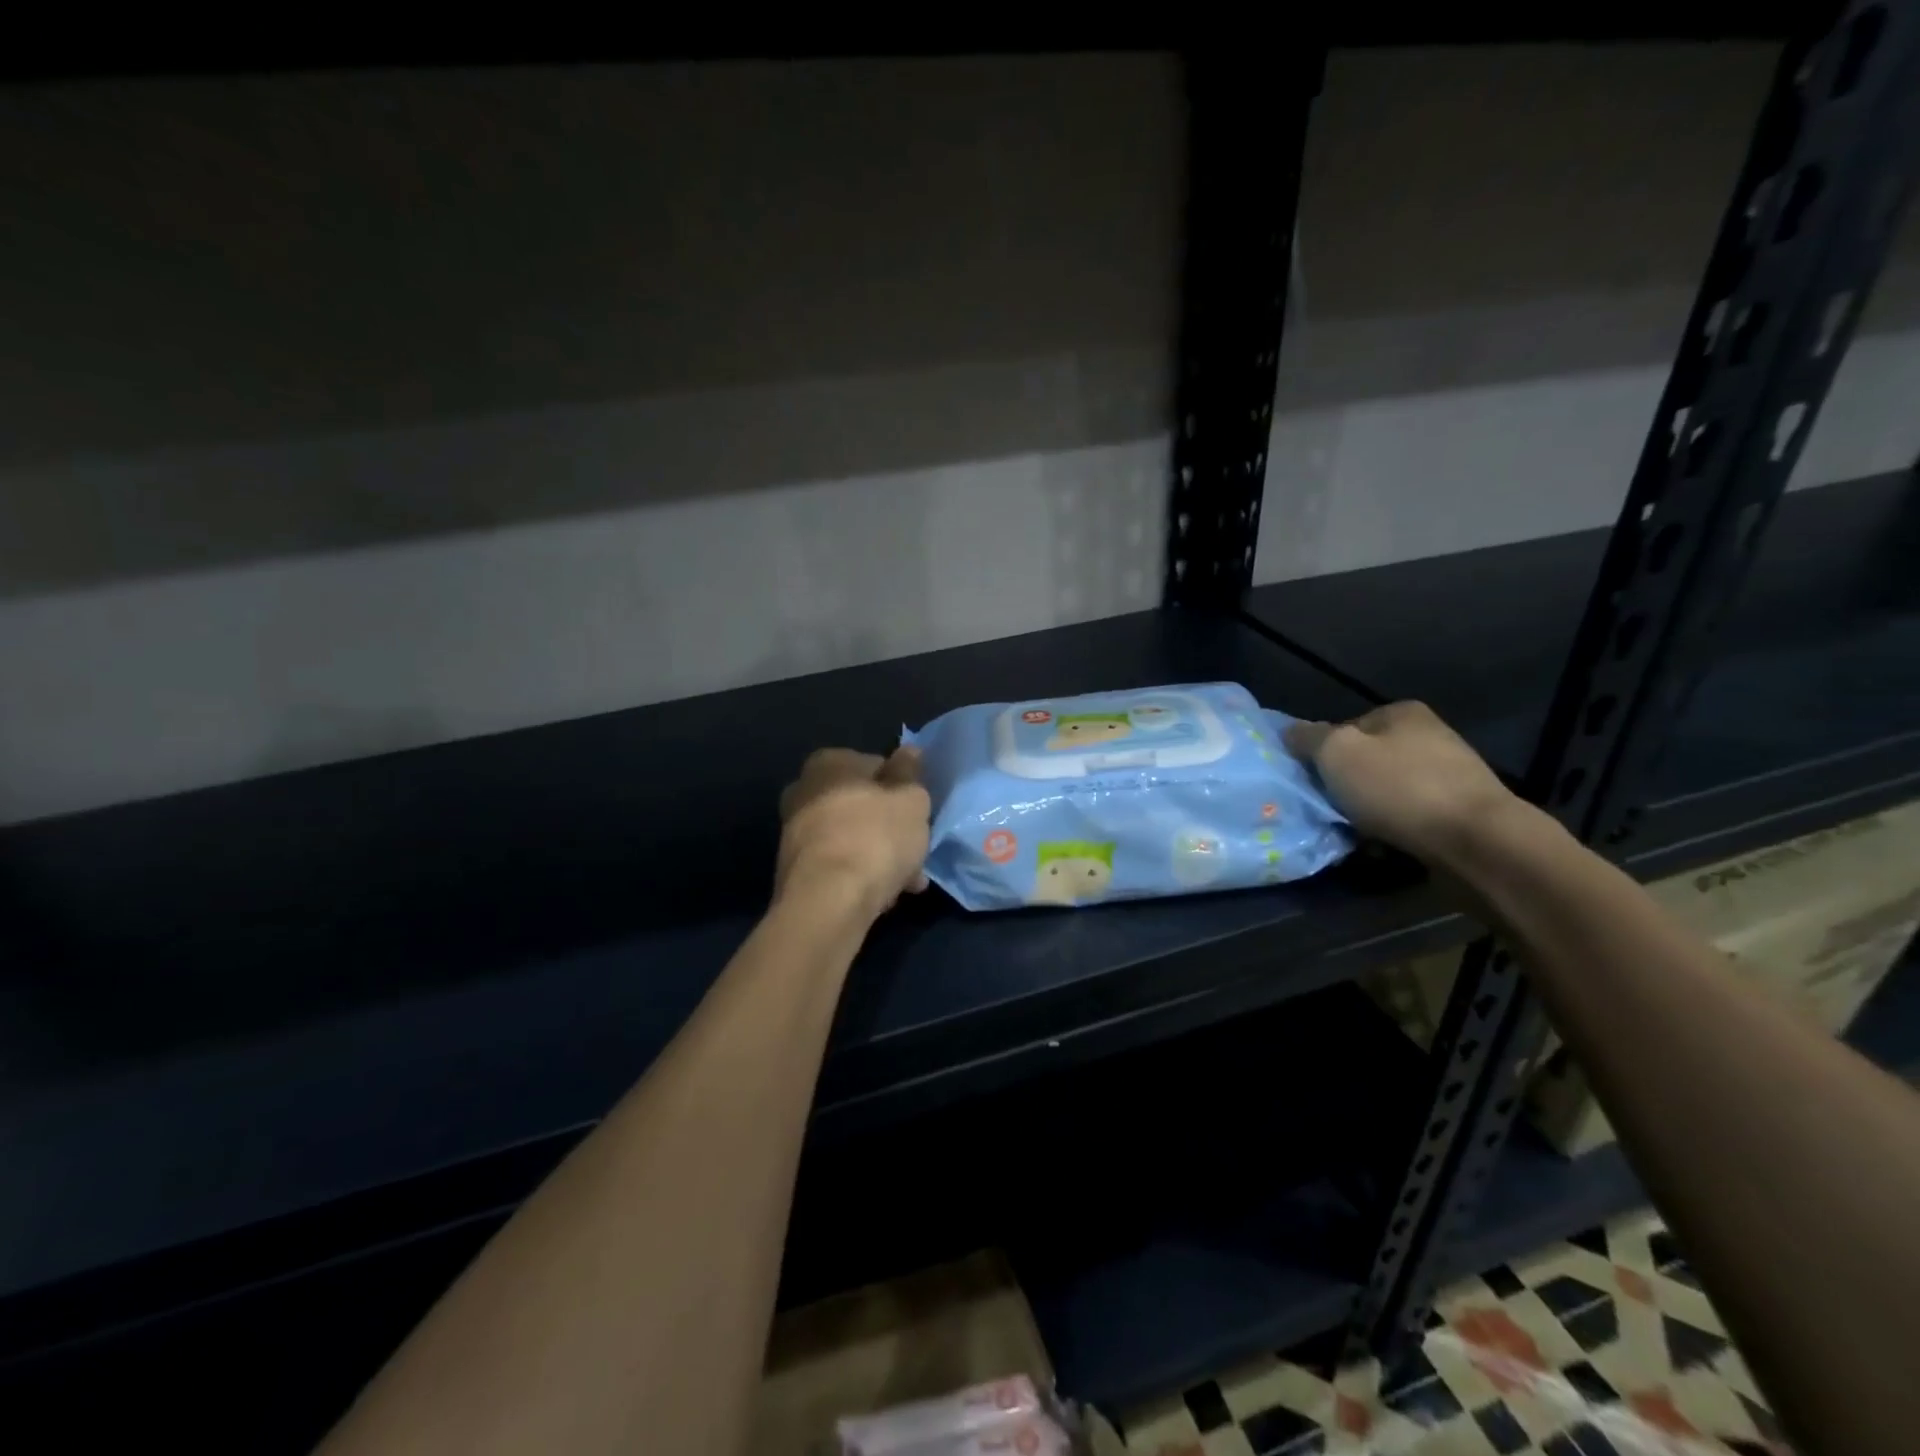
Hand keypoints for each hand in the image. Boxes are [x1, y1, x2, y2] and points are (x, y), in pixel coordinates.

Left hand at [776, 746, 931, 917]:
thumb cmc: (875, 837)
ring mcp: (795, 833)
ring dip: (880, 856)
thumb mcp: (911, 799)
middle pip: (861, 805)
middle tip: (916, 850)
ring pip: (852, 838)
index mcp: (828, 763)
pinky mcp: (795, 870)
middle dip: (891, 828)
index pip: (875, 765)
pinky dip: (860, 875)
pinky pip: (839, 866)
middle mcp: (803, 791)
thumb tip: (908, 751)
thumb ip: (910, 774)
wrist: (827, 901)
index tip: (919, 813)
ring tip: (907, 882)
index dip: (902, 789)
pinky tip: (883, 896)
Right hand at [1284, 701, 1521, 866]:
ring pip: (1386, 792)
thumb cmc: (1400, 788)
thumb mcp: (1337, 753)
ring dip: (1367, 812)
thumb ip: (1308, 738)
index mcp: (1401, 712)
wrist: (1478, 842)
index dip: (1322, 755)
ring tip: (1356, 834)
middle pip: (1365, 761)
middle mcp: (1429, 735)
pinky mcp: (1460, 812)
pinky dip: (1392, 829)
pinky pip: (1409, 817)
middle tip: (1330, 810)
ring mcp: (1449, 774)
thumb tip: (1290, 732)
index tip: (1314, 782)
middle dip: (1345, 786)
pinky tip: (1385, 846)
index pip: (1343, 728)